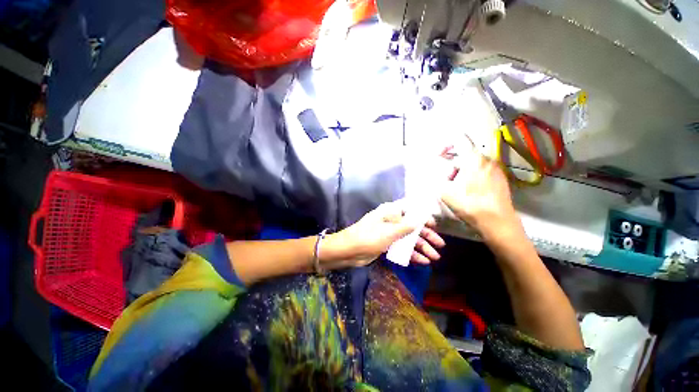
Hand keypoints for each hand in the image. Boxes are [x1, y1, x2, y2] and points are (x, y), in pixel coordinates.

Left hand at [321, 201, 444, 267]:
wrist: (349, 251)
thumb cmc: (369, 237)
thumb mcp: (390, 231)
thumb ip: (407, 226)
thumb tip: (420, 220)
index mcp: (390, 212)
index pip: (410, 209)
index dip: (423, 216)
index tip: (434, 225)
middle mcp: (391, 221)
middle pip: (412, 226)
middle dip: (426, 236)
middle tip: (440, 245)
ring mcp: (388, 233)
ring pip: (408, 239)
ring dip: (421, 247)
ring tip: (435, 257)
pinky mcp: (386, 245)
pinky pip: (401, 248)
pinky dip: (411, 254)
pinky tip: (422, 261)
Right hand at [441, 145, 519, 240]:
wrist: (498, 223)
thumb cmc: (471, 206)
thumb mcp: (446, 194)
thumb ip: (439, 181)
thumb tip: (441, 178)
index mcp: (473, 160)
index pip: (460, 141)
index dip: (446, 145)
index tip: (439, 155)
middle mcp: (487, 160)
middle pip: (466, 154)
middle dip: (454, 164)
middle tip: (448, 179)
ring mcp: (497, 169)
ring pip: (475, 163)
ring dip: (464, 171)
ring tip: (459, 187)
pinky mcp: (502, 179)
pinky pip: (484, 171)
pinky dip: (474, 176)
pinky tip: (471, 191)